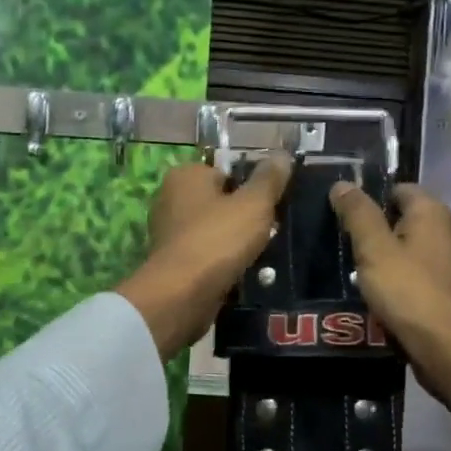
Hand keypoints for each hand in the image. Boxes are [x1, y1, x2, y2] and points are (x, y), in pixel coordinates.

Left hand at [117, 154, 292, 358]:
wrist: (181, 295)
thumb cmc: (218, 240)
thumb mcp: (254, 204)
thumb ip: (269, 179)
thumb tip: (283, 155)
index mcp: (185, 175)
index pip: (227, 171)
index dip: (251, 188)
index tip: (271, 207)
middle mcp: (170, 198)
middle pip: (220, 202)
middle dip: (244, 217)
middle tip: (268, 232)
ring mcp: (167, 232)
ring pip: (214, 230)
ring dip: (234, 242)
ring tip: (257, 255)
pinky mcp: (171, 262)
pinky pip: (205, 254)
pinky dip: (220, 262)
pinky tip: (238, 272)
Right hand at [329, 182, 450, 428]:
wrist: (444, 346)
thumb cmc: (407, 289)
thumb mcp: (374, 248)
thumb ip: (358, 214)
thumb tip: (342, 183)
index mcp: (431, 212)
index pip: (398, 188)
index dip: (370, 197)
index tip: (343, 213)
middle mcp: (445, 231)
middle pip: (402, 219)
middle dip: (374, 229)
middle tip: (342, 241)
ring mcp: (447, 263)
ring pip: (407, 249)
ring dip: (383, 257)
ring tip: (352, 268)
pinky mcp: (444, 291)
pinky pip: (413, 275)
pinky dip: (395, 279)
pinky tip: (375, 292)